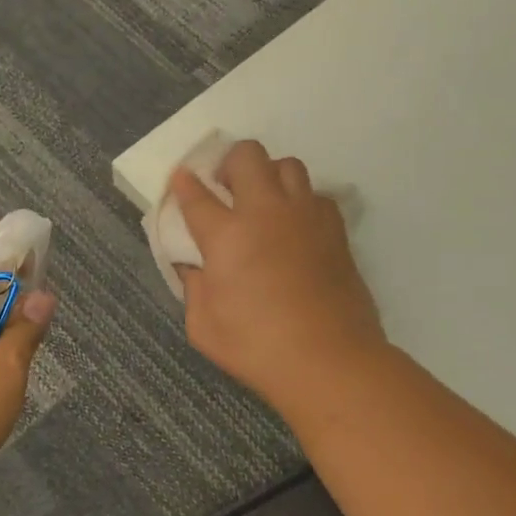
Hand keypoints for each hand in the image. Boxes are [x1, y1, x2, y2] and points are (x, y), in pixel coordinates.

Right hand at [172, 140, 385, 409]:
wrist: (329, 359)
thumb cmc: (257, 347)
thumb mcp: (204, 326)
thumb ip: (193, 288)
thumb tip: (193, 266)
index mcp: (227, 235)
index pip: (196, 195)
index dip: (184, 183)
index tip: (180, 178)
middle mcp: (265, 212)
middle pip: (247, 156)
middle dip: (229, 163)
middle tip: (225, 190)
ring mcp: (304, 216)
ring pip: (287, 165)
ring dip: (269, 175)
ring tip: (263, 202)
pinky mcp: (334, 229)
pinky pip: (315, 195)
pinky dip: (300, 201)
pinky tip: (295, 226)